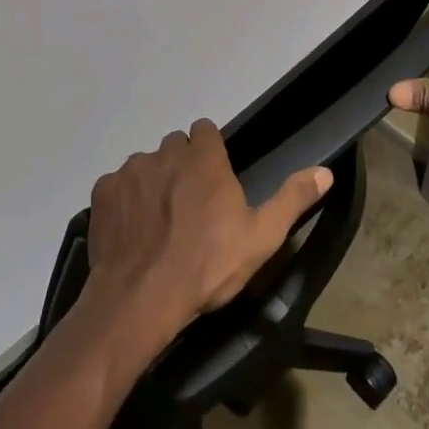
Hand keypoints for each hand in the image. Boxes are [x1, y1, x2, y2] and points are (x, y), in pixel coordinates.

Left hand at [84, 120, 331, 353]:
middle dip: (181, 167)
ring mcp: (130, 171)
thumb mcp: (261, 237)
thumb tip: (325, 172)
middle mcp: (165, 153)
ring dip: (152, 184)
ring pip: (145, 165)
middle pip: (174, 146)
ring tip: (158, 224)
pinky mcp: (103, 192)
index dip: (209, 150)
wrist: (141, 299)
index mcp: (204, 158)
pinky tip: (131, 232)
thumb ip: (293, 199)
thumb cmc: (207, 266)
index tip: (213, 179)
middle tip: (188, 206)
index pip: (205, 130)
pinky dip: (124, 202)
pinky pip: (116, 186)